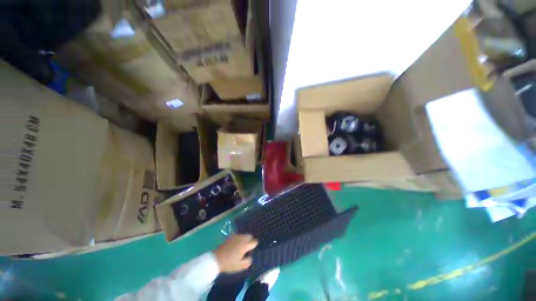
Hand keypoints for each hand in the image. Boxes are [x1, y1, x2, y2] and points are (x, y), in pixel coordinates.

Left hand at [213, 234, 257, 272]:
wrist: (216, 259)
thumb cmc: (229, 263)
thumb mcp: (240, 266)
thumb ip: (248, 261)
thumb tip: (250, 257)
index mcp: (245, 244)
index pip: (254, 242)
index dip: (255, 245)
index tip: (253, 250)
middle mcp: (241, 238)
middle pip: (249, 236)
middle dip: (250, 240)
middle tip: (248, 248)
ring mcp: (235, 236)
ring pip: (243, 235)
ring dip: (244, 239)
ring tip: (242, 246)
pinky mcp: (230, 237)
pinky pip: (237, 236)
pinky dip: (239, 239)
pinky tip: (236, 245)